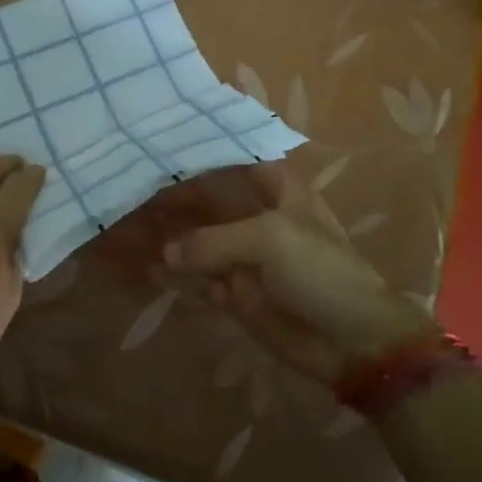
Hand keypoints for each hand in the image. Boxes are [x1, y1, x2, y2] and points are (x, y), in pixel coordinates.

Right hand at [155, 162, 438, 384]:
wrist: (353, 342)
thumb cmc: (321, 272)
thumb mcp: (270, 240)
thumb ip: (213, 240)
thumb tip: (166, 253)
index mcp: (277, 190)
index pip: (236, 155)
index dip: (205, 146)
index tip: (163, 139)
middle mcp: (257, 216)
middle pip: (209, 198)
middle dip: (175, 195)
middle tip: (132, 188)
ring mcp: (245, 255)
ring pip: (199, 239)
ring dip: (171, 234)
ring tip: (128, 227)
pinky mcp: (236, 292)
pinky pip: (199, 278)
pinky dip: (177, 274)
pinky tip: (149, 270)